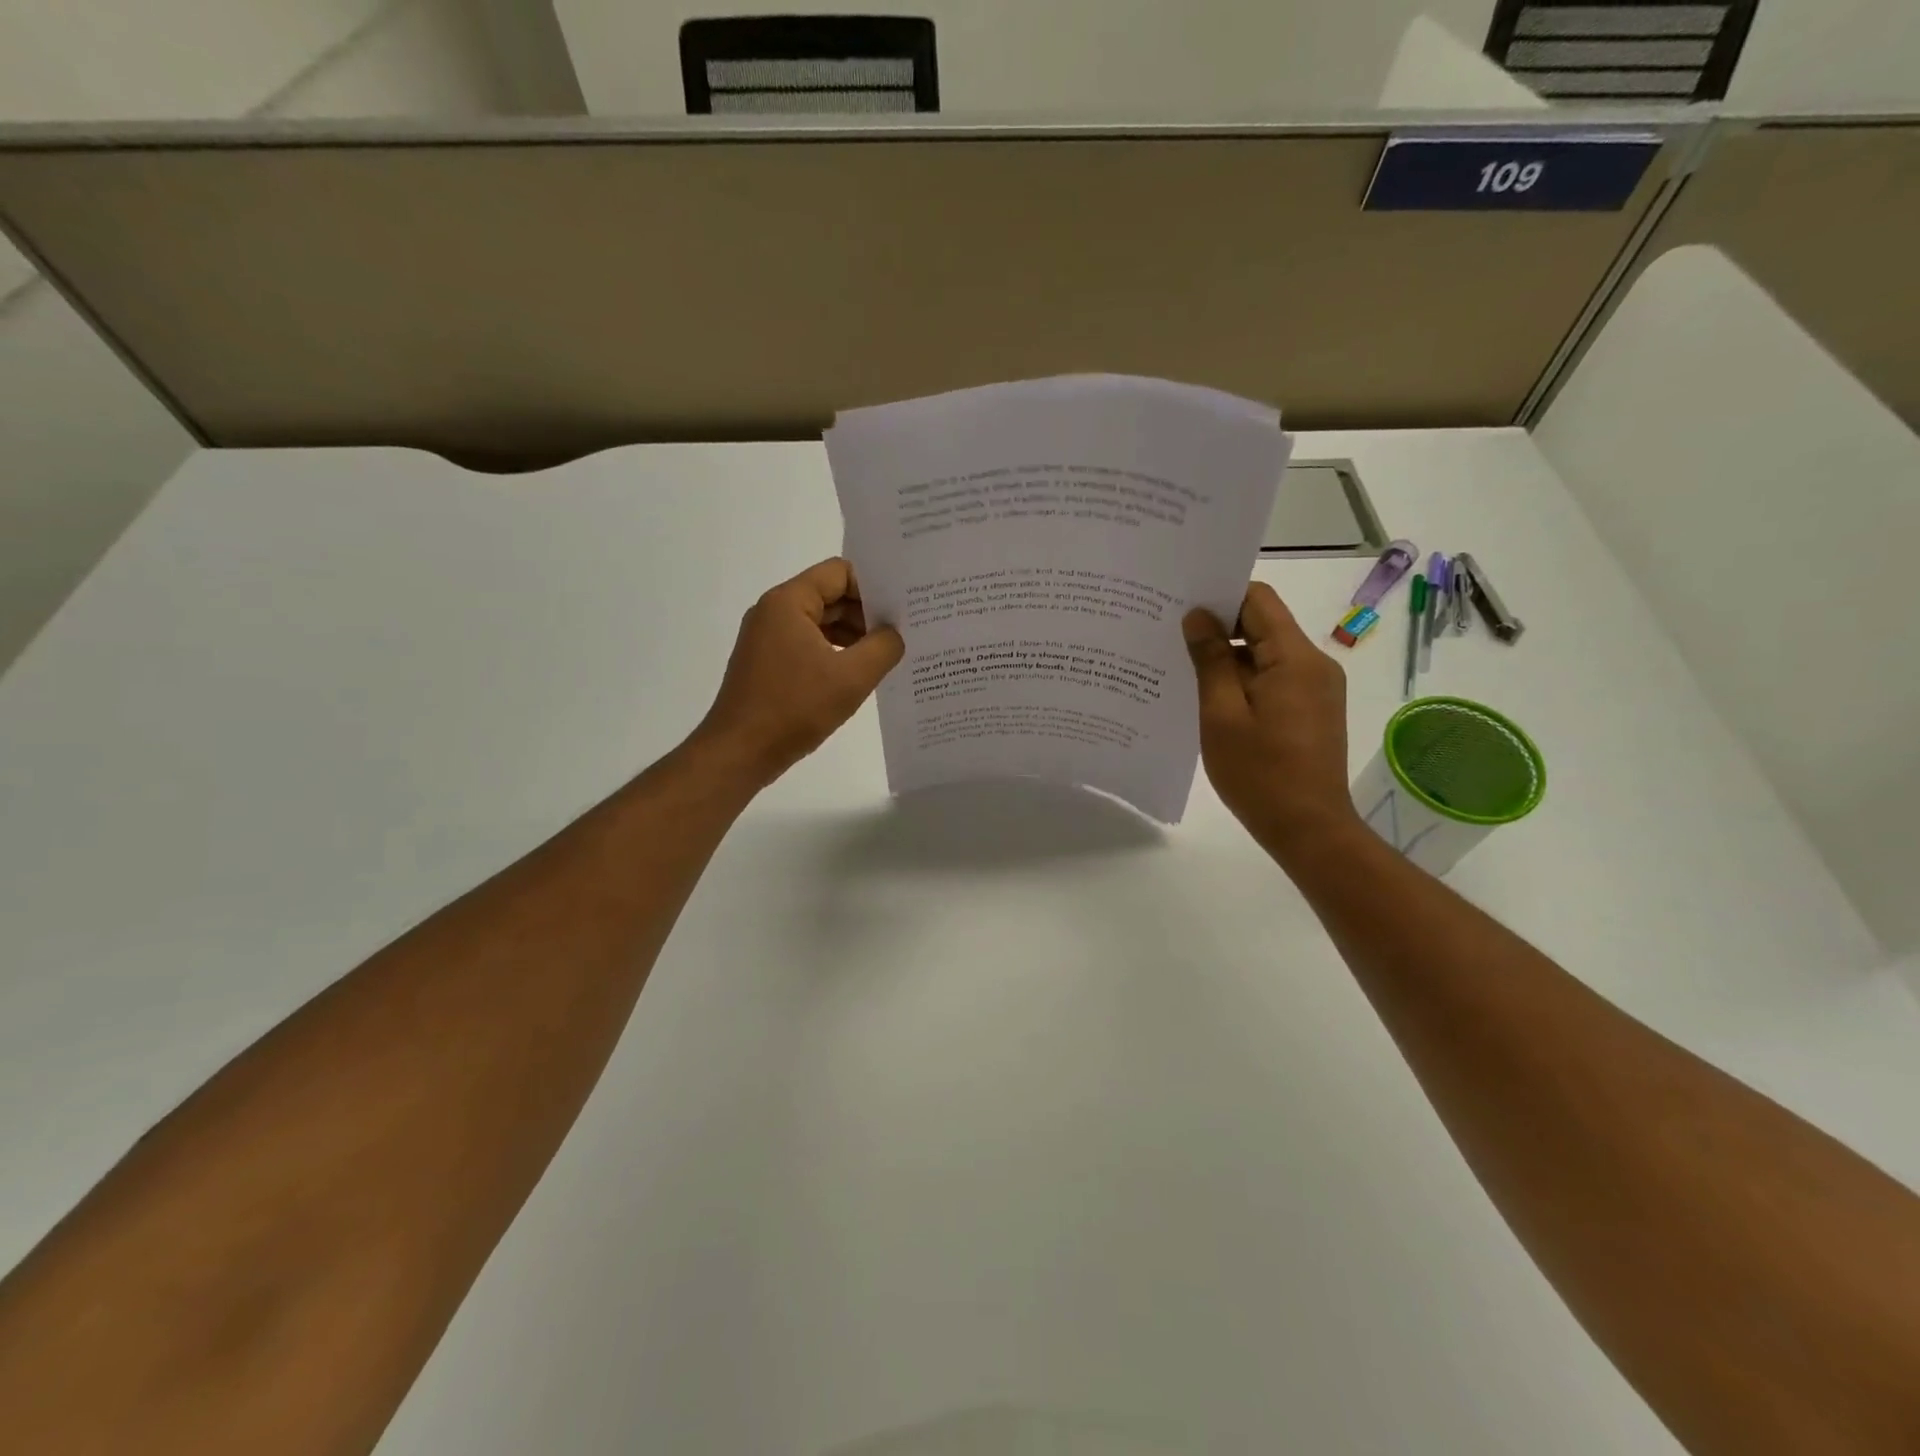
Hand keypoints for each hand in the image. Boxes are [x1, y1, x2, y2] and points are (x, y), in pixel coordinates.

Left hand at [695, 558, 904, 787]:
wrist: (740, 753)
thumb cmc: (794, 708)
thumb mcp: (852, 678)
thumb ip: (883, 647)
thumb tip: (895, 633)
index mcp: (789, 602)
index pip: (840, 572)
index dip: (873, 588)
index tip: (900, 612)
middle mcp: (774, 612)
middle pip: (830, 596)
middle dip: (866, 613)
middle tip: (902, 635)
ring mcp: (767, 639)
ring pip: (820, 623)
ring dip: (852, 636)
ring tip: (884, 657)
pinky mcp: (768, 664)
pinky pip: (808, 645)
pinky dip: (834, 653)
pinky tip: (856, 676)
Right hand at [1183, 582, 1359, 857]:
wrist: (1308, 829)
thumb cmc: (1260, 773)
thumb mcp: (1222, 715)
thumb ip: (1210, 660)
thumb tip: (1198, 616)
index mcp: (1295, 658)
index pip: (1258, 600)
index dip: (1220, 595)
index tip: (1181, 606)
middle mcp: (1314, 665)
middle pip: (1263, 625)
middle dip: (1218, 627)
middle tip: (1170, 637)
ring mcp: (1316, 689)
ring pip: (1265, 655)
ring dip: (1227, 658)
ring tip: (1182, 670)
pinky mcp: (1311, 710)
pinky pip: (1273, 679)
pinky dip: (1243, 681)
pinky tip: (1210, 699)